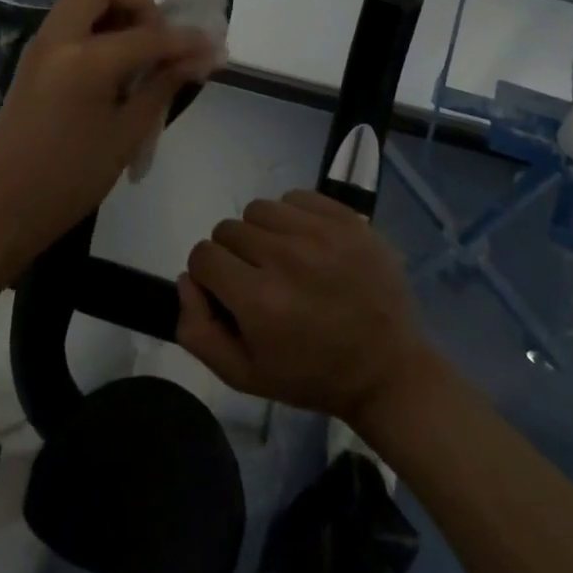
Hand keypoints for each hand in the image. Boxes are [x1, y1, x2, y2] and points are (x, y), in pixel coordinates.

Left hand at [0, 0, 220, 259]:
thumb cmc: (68, 180)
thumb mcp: (125, 135)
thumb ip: (163, 86)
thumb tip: (200, 58)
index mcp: (84, 58)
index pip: (148, 34)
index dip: (185, 39)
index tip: (213, 47)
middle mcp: (59, 37)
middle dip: (139, 2)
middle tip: (158, 40)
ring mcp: (41, 45)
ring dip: (118, 13)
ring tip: (141, 56)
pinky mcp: (34, 58)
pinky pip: (72, 21)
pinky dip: (99, 28)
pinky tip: (117, 68)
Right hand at [177, 189, 437, 425]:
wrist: (388, 368)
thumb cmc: (312, 375)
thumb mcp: (245, 375)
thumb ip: (198, 331)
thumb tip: (185, 279)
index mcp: (259, 301)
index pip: (203, 256)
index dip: (209, 276)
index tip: (229, 293)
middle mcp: (286, 258)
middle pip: (228, 229)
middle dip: (234, 255)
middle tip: (259, 281)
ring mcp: (319, 233)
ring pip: (258, 209)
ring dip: (261, 233)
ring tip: (283, 260)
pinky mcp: (345, 218)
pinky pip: (294, 197)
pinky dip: (291, 217)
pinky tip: (307, 244)